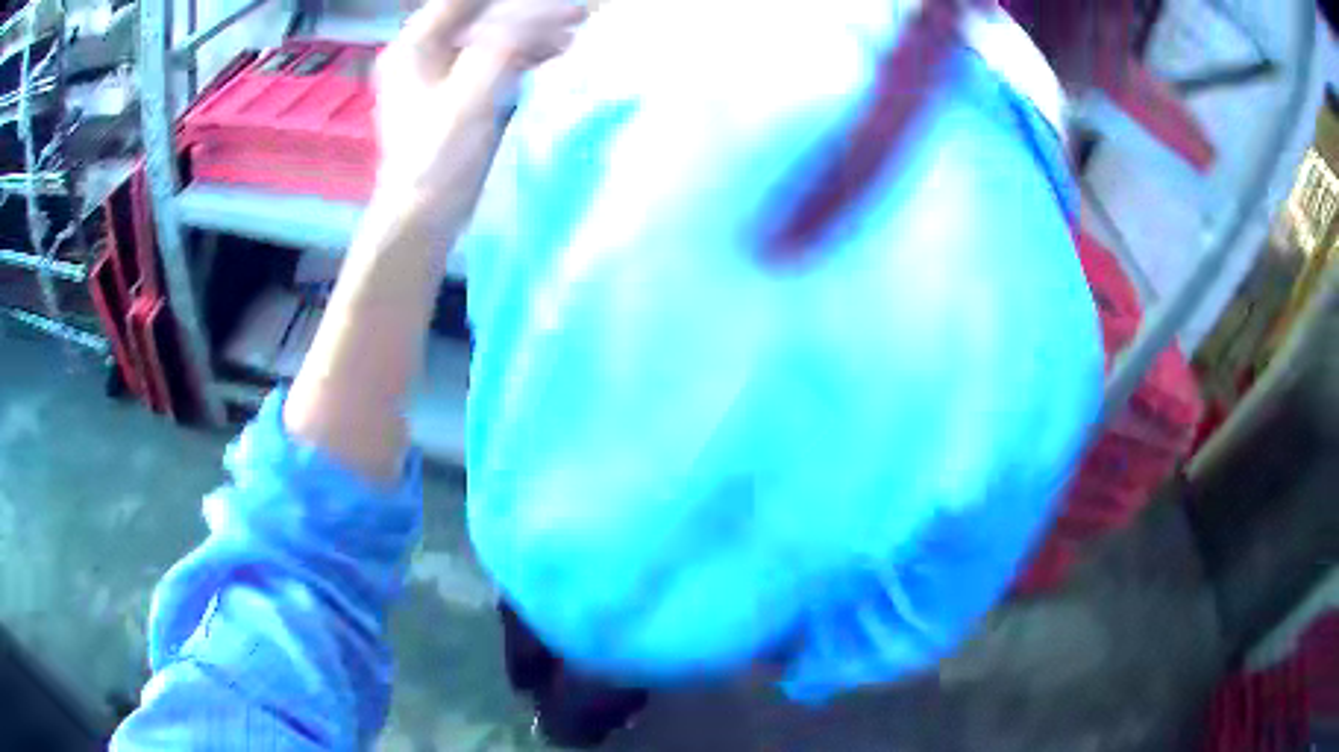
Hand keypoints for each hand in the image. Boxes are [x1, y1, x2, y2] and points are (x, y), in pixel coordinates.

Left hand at [372, 0, 584, 232]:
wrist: (422, 218)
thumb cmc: (438, 158)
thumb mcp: (473, 95)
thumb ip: (507, 46)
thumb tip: (547, 14)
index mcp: (416, 46)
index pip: (463, 1)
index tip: (555, 3)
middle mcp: (424, 53)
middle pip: (481, 15)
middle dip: (530, 11)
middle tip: (577, 14)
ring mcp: (438, 75)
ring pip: (491, 36)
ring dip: (533, 32)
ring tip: (575, 33)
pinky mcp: (455, 96)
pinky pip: (494, 60)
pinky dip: (524, 55)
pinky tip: (555, 57)